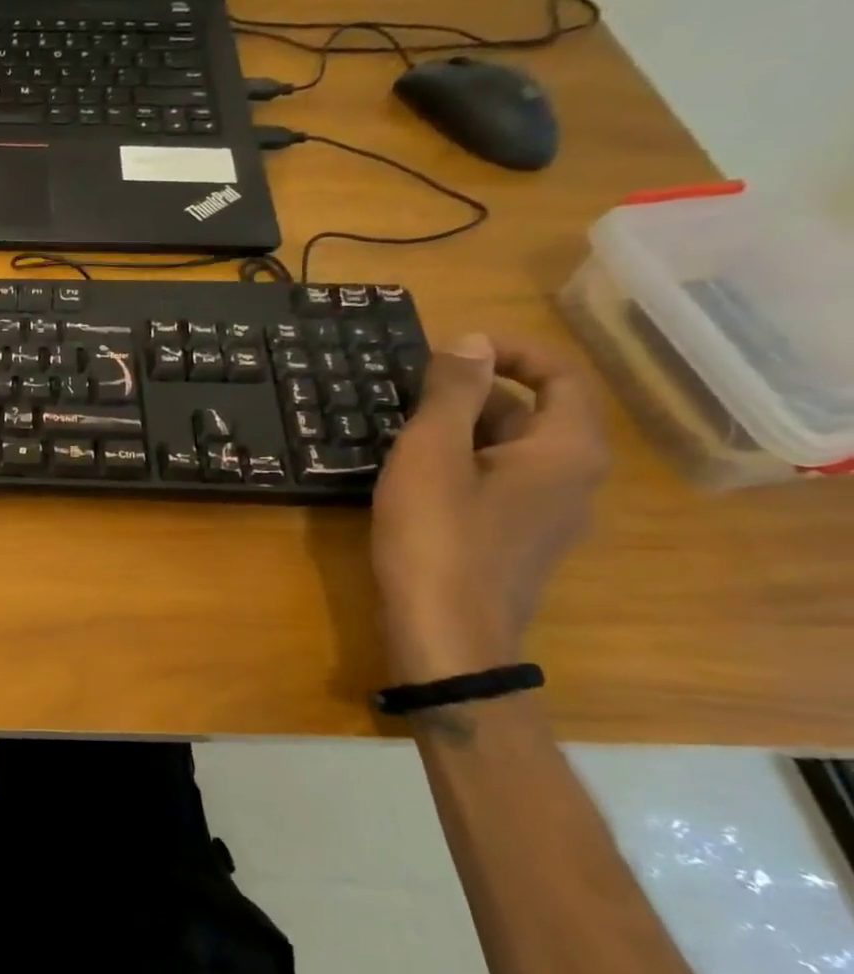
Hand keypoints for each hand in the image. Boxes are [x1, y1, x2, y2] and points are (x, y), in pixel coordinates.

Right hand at [371, 333, 608, 684]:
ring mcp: (549, 515)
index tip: (450, 349)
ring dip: (461, 431)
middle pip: (533, 413)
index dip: (510, 351)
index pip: (560, 375)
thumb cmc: (438, 536)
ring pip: (510, 451)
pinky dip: (462, 465)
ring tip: (400, 432)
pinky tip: (413, 478)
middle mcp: (573, 478)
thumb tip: (469, 340)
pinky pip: (498, 483)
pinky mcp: (518, 541)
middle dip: (472, 394)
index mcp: (565, 450)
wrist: (445, 633)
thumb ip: (452, 393)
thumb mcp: (432, 454)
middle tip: (407, 393)